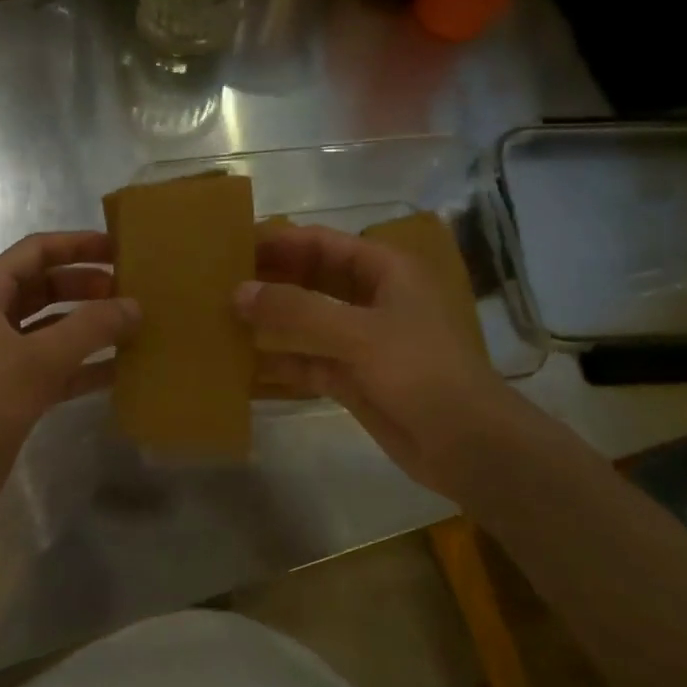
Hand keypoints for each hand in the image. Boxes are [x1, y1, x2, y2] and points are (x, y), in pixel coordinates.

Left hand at [0, 232, 137, 533]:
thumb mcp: (38, 358)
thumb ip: (91, 327)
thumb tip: (135, 305)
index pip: (37, 251)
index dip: (78, 245)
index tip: (121, 248)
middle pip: (47, 287)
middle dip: (89, 286)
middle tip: (135, 291)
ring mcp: (1, 355)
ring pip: (54, 328)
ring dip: (91, 327)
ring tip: (136, 327)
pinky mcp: (13, 391)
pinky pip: (56, 367)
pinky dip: (85, 366)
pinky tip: (122, 370)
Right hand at [237, 223, 518, 501]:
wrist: (467, 445)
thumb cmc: (421, 371)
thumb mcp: (358, 333)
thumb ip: (296, 310)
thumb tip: (238, 292)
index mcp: (385, 271)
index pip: (322, 243)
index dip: (280, 241)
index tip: (233, 245)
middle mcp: (371, 299)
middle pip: (311, 279)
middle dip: (270, 280)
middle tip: (218, 282)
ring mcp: (361, 341)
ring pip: (306, 321)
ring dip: (271, 321)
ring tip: (221, 317)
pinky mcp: (353, 378)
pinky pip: (307, 361)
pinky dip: (280, 361)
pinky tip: (242, 362)